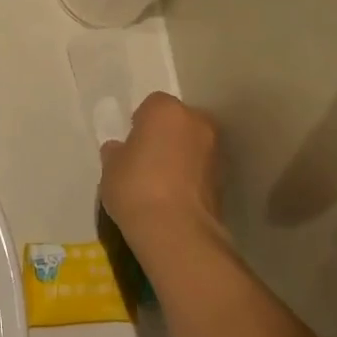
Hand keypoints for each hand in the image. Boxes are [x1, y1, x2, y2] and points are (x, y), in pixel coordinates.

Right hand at [99, 93, 222, 273]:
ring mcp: (215, 150)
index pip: (152, 105)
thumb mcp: (111, 168)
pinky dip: (191, 176)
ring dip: (181, 155)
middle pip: (178, 121)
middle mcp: (196, 121)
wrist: (177, 231)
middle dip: (165, 135)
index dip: (140, 122)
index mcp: (166, 110)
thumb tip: (120, 150)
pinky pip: (201, 168)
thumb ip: (117, 152)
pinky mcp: (225, 178)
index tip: (131, 143)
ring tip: (161, 182)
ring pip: (192, 144)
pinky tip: (175, 197)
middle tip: (147, 159)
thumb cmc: (136, 188)